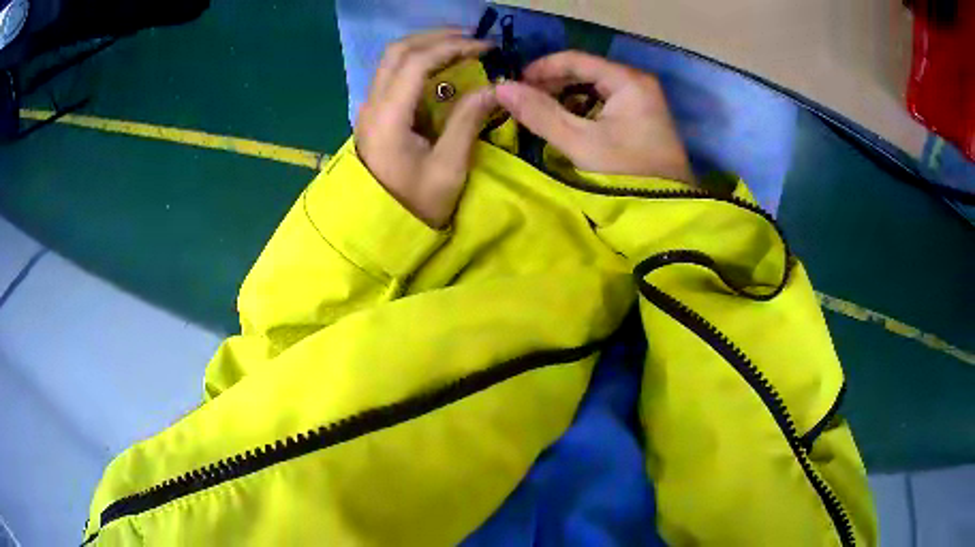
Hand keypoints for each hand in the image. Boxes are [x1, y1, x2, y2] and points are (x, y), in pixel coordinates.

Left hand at [355, 30, 496, 228]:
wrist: (378, 229)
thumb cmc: (414, 206)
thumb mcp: (448, 169)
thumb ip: (468, 121)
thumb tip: (494, 87)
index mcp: (388, 117)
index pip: (416, 62)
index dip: (452, 47)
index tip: (486, 48)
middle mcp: (372, 104)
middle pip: (398, 51)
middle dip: (436, 37)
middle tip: (473, 40)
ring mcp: (370, 108)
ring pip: (393, 60)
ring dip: (426, 46)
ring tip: (462, 48)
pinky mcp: (376, 114)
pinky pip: (394, 75)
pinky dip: (419, 62)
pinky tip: (443, 67)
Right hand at [495, 51, 693, 183]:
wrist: (665, 212)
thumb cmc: (625, 172)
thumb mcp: (579, 142)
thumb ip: (540, 113)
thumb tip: (501, 88)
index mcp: (627, 80)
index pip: (576, 59)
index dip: (541, 68)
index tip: (514, 84)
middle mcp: (637, 83)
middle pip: (585, 71)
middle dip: (552, 84)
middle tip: (523, 101)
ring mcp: (641, 100)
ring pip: (593, 87)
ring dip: (565, 97)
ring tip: (539, 113)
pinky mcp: (640, 118)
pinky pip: (603, 103)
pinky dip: (581, 110)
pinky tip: (565, 123)